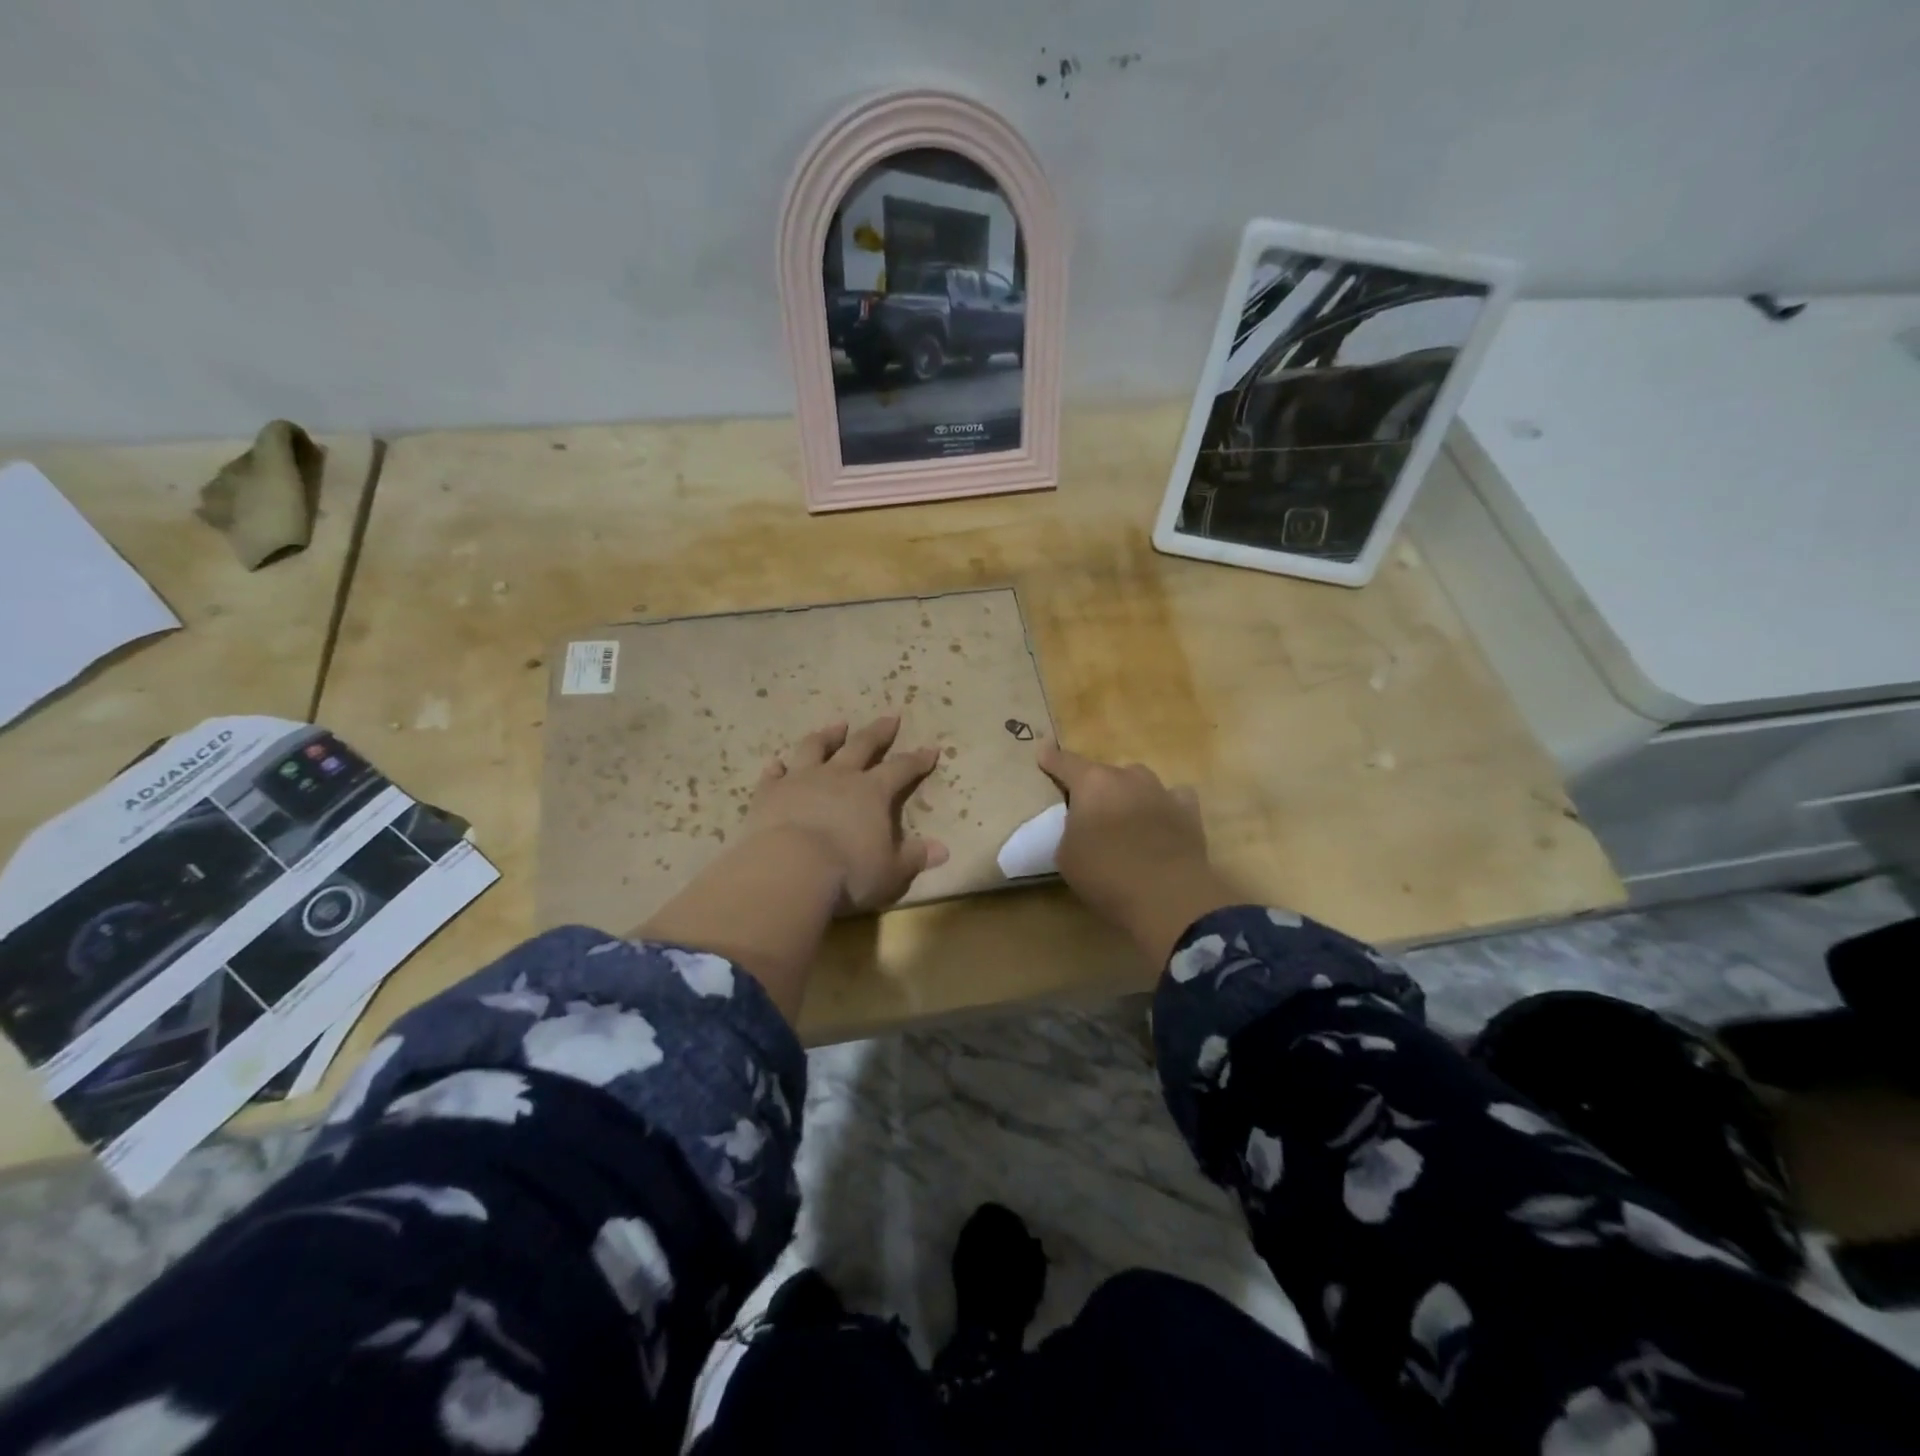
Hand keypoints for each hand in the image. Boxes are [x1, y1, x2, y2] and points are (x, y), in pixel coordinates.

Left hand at [744, 717, 949, 913]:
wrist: (790, 869)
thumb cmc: (849, 872)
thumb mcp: (892, 871)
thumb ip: (915, 857)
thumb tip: (943, 850)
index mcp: (873, 792)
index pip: (902, 768)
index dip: (918, 760)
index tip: (930, 749)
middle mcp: (839, 776)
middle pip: (862, 746)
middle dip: (878, 732)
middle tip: (889, 717)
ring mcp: (801, 780)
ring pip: (816, 748)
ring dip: (828, 736)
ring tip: (837, 725)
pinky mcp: (769, 793)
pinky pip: (773, 775)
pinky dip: (776, 768)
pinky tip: (776, 764)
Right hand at [1038, 741, 1237, 963]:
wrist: (1167, 895)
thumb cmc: (1105, 874)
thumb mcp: (1066, 855)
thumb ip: (1071, 831)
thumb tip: (1083, 828)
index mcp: (1092, 784)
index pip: (1065, 763)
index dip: (1051, 758)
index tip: (1043, 750)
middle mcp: (1128, 778)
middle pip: (1105, 774)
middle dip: (1096, 789)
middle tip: (1090, 813)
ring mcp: (1162, 792)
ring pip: (1139, 783)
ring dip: (1129, 795)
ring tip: (1125, 819)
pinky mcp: (1189, 812)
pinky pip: (1173, 799)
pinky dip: (1164, 807)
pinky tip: (1162, 821)